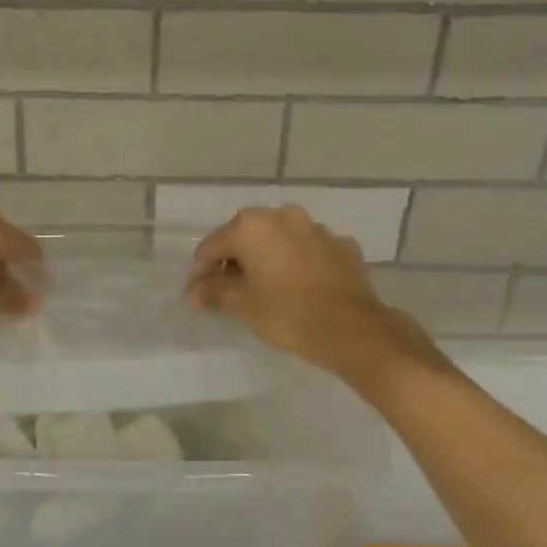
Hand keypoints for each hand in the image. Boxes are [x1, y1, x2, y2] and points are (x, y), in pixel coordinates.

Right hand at [187, 206, 448, 388]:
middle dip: (236, 260)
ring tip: (267, 288)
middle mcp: (283, 216)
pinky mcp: (342, 245)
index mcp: (252, 227)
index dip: (203, 270)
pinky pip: (308, 249)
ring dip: (268, 257)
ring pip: (280, 239)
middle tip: (233, 290)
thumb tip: (193, 291)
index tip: (203, 294)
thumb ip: (214, 292)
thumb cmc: (287, 314)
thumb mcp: (243, 305)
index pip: (213, 245)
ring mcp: (316, 228)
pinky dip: (298, 262)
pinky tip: (300, 286)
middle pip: (246, 236)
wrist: (353, 330)